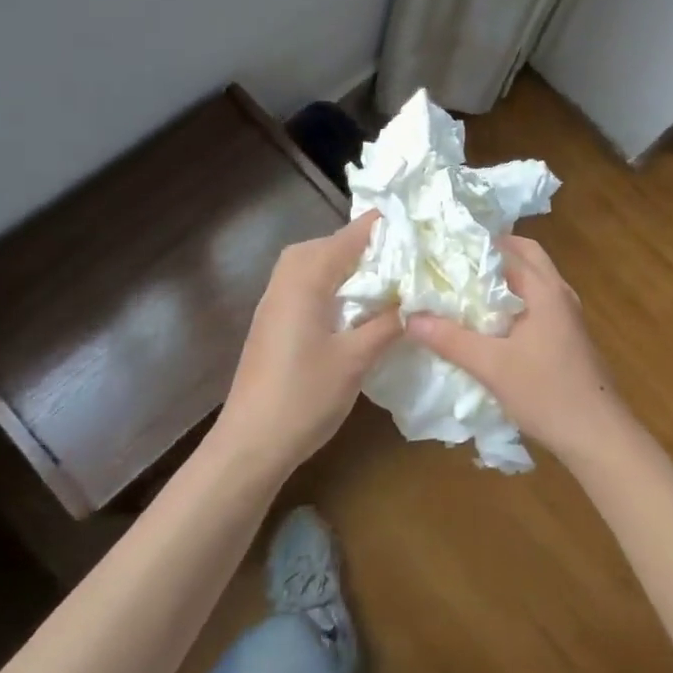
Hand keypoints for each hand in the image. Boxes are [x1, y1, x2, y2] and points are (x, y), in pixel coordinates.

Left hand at [214, 212, 401, 476]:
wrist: (250, 443)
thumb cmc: (304, 397)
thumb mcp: (356, 359)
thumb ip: (387, 323)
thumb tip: (417, 299)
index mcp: (306, 278)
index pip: (351, 235)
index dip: (385, 228)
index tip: (422, 231)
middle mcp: (287, 278)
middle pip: (330, 244)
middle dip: (368, 245)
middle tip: (408, 258)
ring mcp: (276, 300)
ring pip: (317, 264)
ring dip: (350, 266)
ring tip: (388, 280)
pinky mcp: (274, 321)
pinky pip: (307, 285)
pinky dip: (334, 285)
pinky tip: (356, 307)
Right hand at [404, 235, 633, 465]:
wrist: (597, 435)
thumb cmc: (547, 393)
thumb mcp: (491, 366)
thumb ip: (450, 340)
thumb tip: (409, 318)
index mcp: (545, 290)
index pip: (509, 249)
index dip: (476, 245)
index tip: (443, 248)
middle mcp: (560, 294)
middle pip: (526, 257)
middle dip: (493, 255)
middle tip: (455, 263)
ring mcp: (567, 316)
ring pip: (533, 281)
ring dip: (504, 278)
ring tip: (466, 288)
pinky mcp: (568, 337)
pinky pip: (537, 303)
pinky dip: (514, 300)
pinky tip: (490, 322)